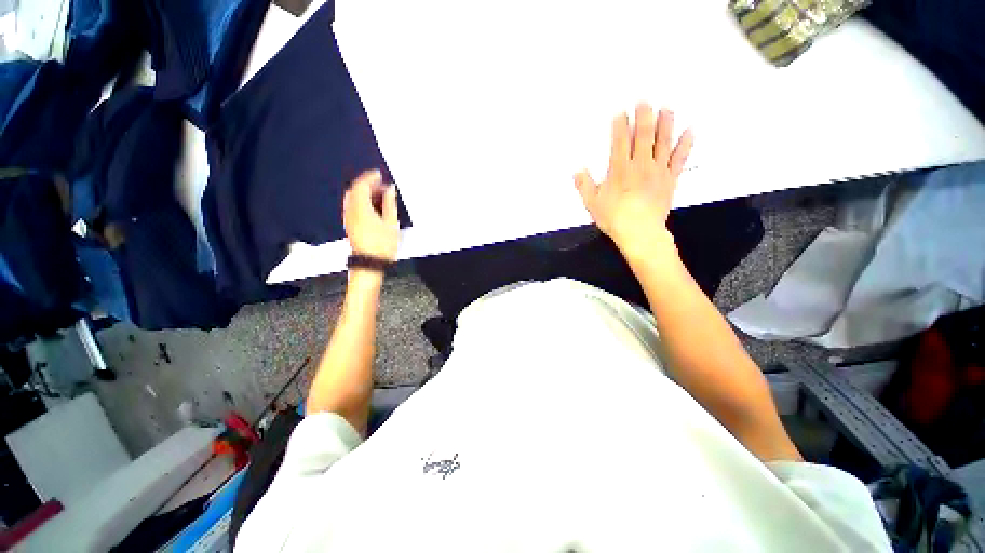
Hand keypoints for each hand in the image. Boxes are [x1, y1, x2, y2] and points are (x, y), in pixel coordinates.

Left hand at [343, 170, 399, 261]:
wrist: (370, 264)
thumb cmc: (383, 245)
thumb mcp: (391, 223)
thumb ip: (389, 204)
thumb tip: (390, 189)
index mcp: (360, 208)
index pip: (361, 186)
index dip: (370, 177)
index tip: (379, 174)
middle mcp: (350, 211)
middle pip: (354, 191)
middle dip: (367, 184)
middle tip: (381, 185)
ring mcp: (348, 218)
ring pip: (352, 198)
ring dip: (364, 193)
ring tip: (379, 195)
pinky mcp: (350, 225)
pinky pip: (353, 206)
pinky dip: (362, 201)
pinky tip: (373, 206)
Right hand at [575, 104, 693, 259]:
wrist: (640, 232)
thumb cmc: (614, 218)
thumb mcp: (592, 204)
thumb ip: (584, 186)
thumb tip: (578, 171)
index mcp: (620, 170)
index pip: (620, 142)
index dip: (620, 125)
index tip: (621, 112)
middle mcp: (640, 165)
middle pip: (643, 136)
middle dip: (644, 116)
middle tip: (645, 101)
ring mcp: (657, 171)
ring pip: (663, 142)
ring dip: (665, 124)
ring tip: (667, 108)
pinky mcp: (670, 179)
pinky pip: (679, 159)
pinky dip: (685, 145)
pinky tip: (690, 131)